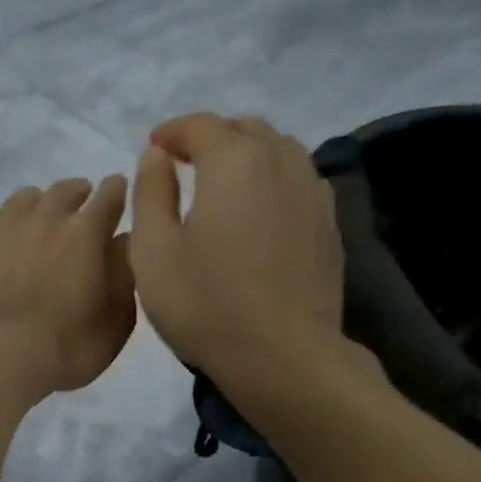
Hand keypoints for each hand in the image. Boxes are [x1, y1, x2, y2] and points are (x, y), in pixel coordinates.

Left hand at [0, 175, 135, 394]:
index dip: (116, 191)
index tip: (117, 191)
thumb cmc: (68, 347)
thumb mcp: (116, 322)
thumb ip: (124, 277)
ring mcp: (4, 227)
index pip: (109, 196)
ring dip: (37, 204)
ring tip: (37, 219)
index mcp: (87, 233)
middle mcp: (46, 218)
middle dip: (77, 194)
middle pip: (65, 190)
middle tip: (79, 207)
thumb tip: (122, 243)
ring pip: (24, 198)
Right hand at [128, 113, 350, 390]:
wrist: (283, 356)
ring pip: (279, 150)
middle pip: (245, 129)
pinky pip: (299, 181)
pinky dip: (273, 181)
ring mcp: (313, 192)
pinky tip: (259, 212)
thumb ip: (150, 193)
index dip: (172, 132)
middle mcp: (281, 162)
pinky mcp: (330, 224)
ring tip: (223, 185)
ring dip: (247, 155)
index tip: (153, 147)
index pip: (201, 125)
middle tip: (185, 164)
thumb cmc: (206, 305)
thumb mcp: (153, 252)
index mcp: (233, 161)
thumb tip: (156, 154)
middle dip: (212, 138)